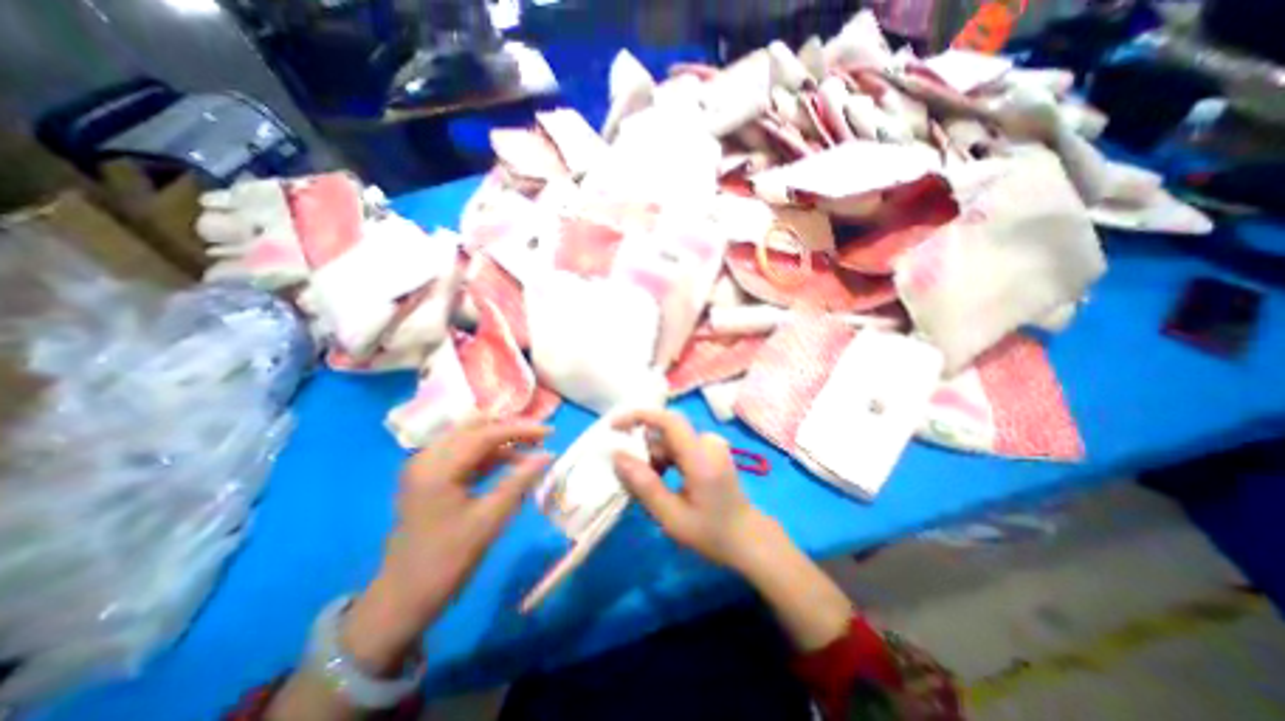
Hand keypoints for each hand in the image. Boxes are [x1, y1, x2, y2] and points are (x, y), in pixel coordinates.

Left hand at [339, 420, 548, 671]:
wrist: (401, 600)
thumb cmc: (446, 562)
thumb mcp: (489, 521)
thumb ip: (520, 482)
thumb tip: (548, 455)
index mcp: (438, 468)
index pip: (486, 433)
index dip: (522, 429)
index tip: (551, 432)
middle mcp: (427, 458)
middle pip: (475, 428)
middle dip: (511, 429)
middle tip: (540, 437)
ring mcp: (424, 467)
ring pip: (470, 437)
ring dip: (501, 440)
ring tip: (530, 448)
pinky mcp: (428, 477)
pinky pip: (463, 452)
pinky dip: (488, 453)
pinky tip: (509, 461)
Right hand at [608, 411, 776, 567]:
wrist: (747, 538)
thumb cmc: (711, 533)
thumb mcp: (672, 517)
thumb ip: (644, 485)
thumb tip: (617, 456)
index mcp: (701, 458)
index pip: (669, 421)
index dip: (639, 416)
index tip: (614, 427)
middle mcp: (708, 443)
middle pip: (666, 432)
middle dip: (644, 448)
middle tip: (630, 475)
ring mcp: (712, 445)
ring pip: (671, 439)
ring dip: (654, 457)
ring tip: (648, 485)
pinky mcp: (711, 450)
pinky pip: (680, 445)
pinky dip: (665, 459)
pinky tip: (662, 480)